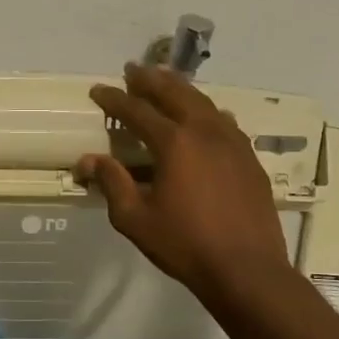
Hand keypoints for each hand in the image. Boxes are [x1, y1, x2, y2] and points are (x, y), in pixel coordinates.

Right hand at [80, 64, 292, 302]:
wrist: (247, 269)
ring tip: (165, 82)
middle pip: (175, 94)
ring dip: (181, 89)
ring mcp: (233, 142)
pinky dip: (206, 111)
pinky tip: (204, 116)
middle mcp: (205, 132)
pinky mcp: (249, 158)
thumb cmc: (185, 244)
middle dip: (151, 79)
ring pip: (204, 103)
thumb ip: (112, 183)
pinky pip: (224, 122)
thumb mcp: (135, 218)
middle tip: (133, 70)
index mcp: (174, 143)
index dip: (115, 99)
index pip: (138, 111)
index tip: (98, 90)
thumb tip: (88, 160)